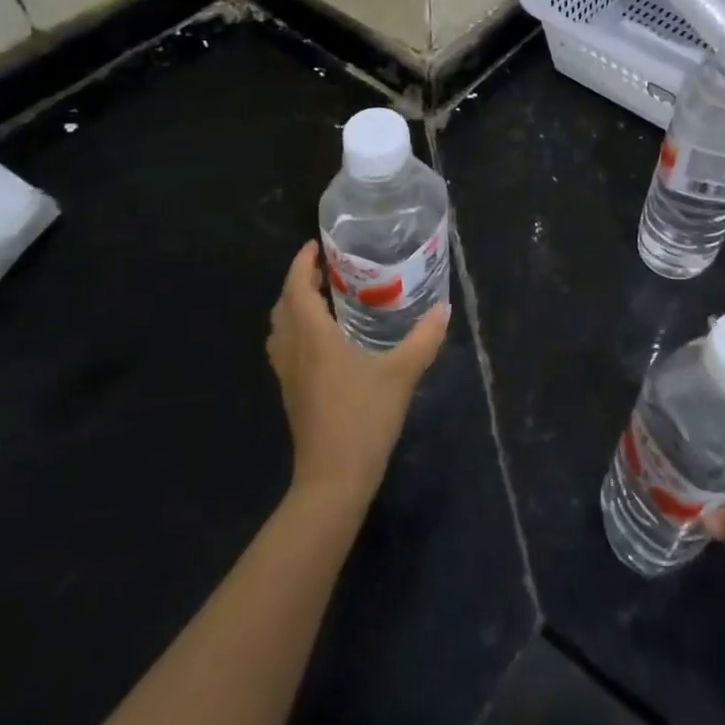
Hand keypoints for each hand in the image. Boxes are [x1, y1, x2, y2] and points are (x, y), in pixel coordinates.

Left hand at [266, 241, 449, 508]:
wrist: (333, 478)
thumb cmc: (364, 418)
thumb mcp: (402, 374)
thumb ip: (424, 339)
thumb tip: (444, 309)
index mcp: (313, 338)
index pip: (296, 290)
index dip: (301, 264)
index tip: (315, 246)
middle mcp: (294, 351)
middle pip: (283, 306)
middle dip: (298, 282)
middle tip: (325, 269)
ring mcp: (288, 375)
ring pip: (280, 329)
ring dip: (294, 307)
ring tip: (323, 298)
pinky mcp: (292, 393)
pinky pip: (285, 348)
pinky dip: (297, 330)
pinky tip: (324, 339)